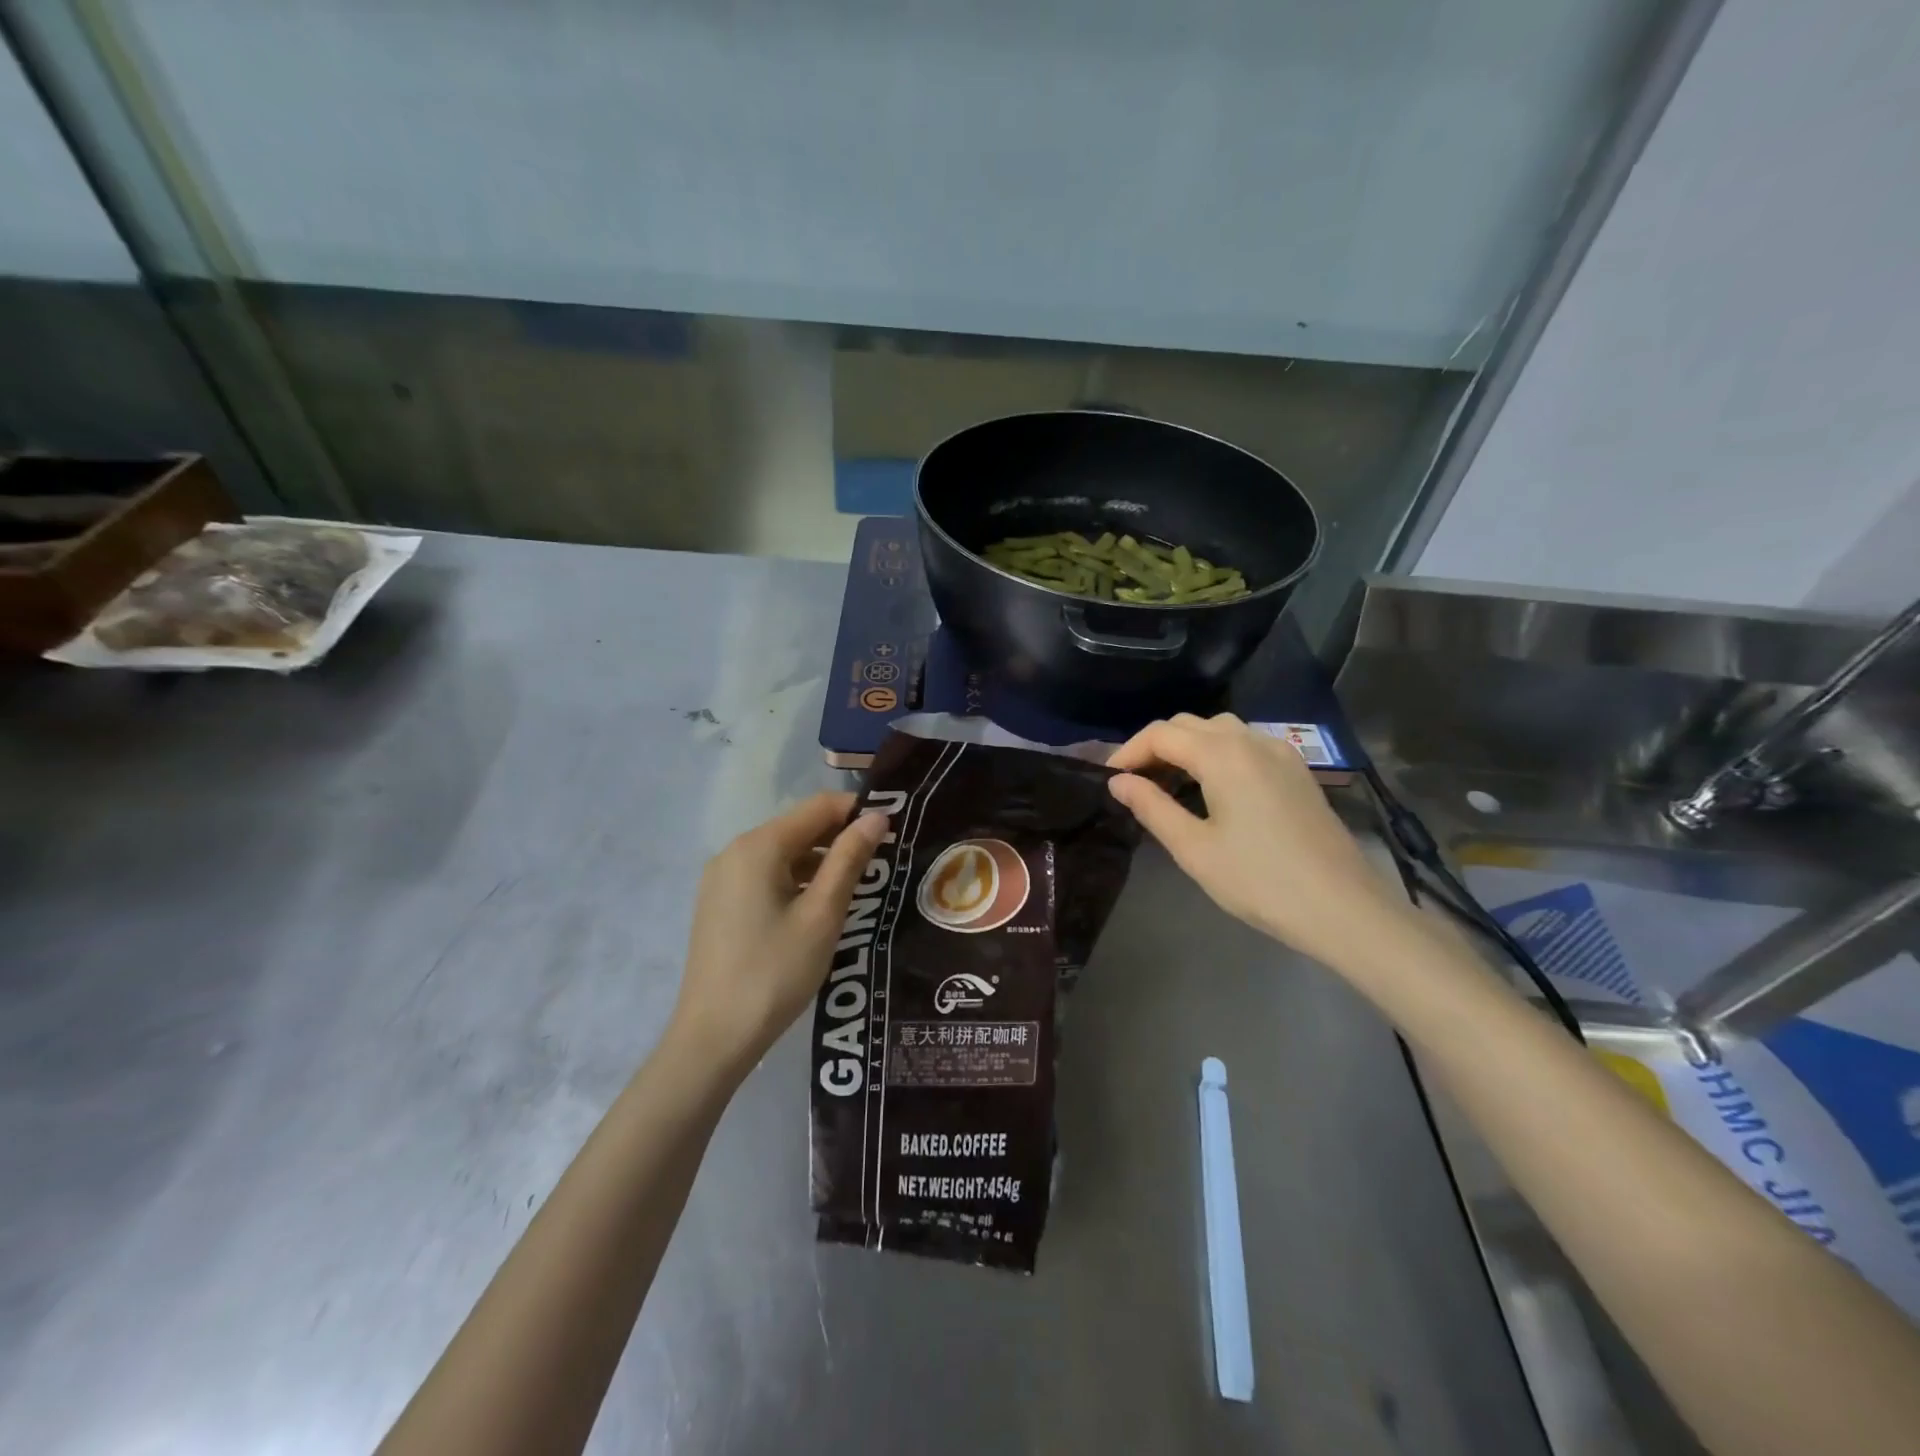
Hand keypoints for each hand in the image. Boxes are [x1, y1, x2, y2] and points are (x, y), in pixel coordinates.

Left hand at [670, 792, 889, 1072]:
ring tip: (859, 886)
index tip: (893, 830)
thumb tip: (876, 817)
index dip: (858, 812)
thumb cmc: (775, 972)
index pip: (819, 807)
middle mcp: (735, 851)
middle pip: (799, 827)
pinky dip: (797, 879)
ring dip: (821, 861)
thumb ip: (849, 859)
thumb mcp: (822, 914)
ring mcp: (722, 877)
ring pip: (783, 852)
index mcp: (759, 846)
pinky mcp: (719, 902)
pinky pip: (766, 875)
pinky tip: (819, 906)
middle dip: (841, 837)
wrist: (713, 1037)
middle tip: (883, 861)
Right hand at [1107, 714, 1410, 970]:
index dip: (1128, 752)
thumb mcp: (1194, 849)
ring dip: (1187, 746)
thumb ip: (1152, 807)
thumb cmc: (1260, 880)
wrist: (1343, 908)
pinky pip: (1246, 744)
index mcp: (1223, 754)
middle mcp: (1251, 740)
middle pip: (1189, 724)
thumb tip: (1119, 782)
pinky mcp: (1296, 771)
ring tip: (1168, 783)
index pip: (1161, 734)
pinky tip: (1211, 788)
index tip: (1108, 780)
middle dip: (1155, 746)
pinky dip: (1217, 753)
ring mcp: (1280, 753)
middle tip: (1134, 783)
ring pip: (1220, 730)